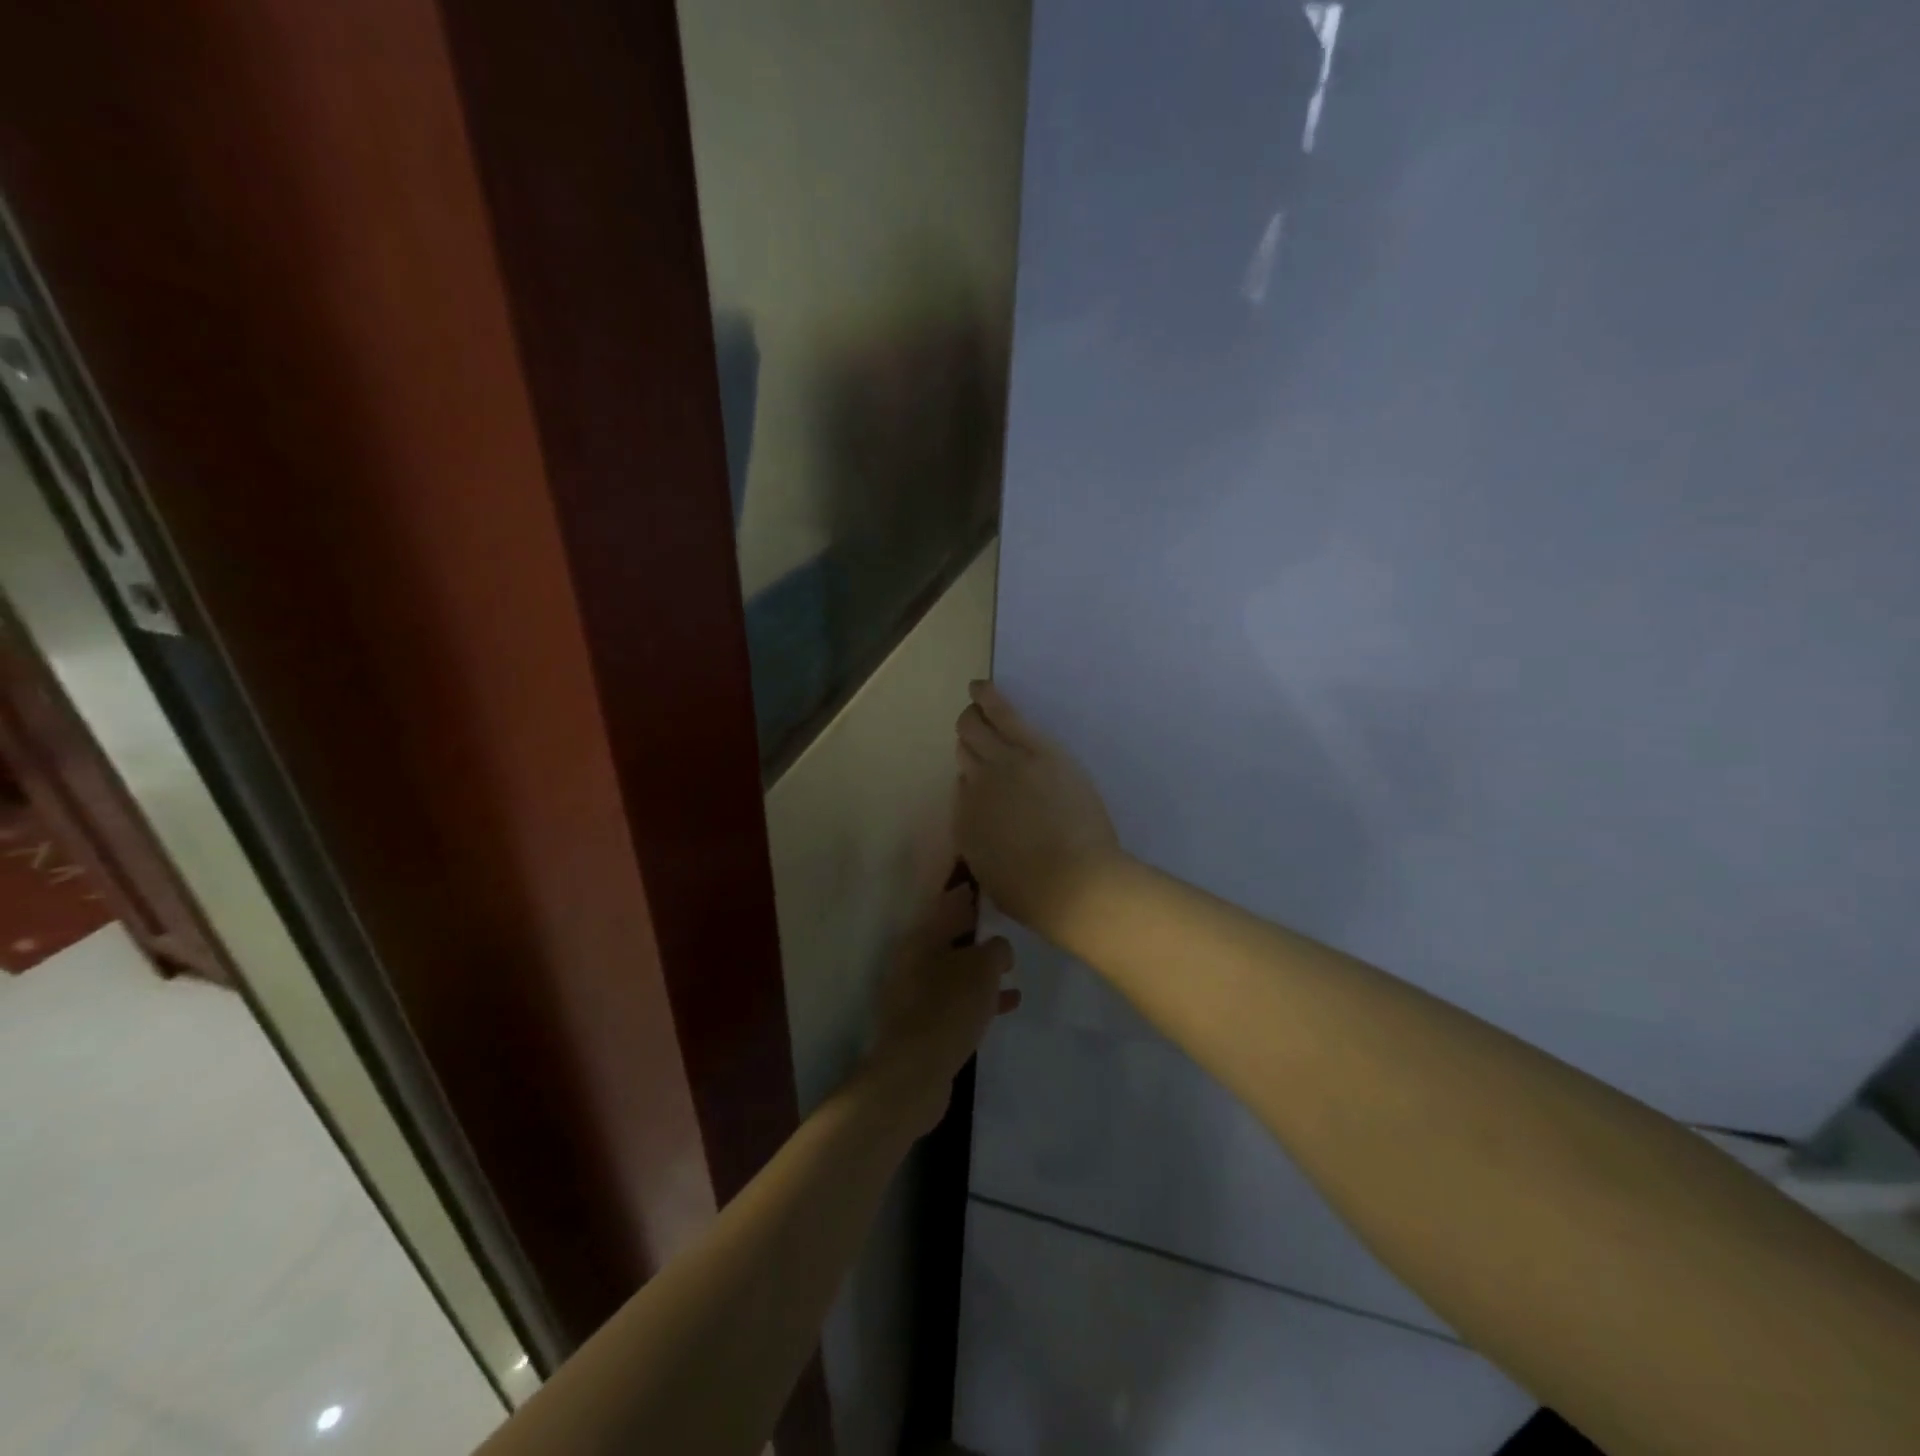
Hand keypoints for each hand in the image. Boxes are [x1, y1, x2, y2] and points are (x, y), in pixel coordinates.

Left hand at [863, 881, 1019, 1137]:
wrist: (914, 1073)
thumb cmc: (948, 1007)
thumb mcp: (982, 968)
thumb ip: (995, 949)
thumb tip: (997, 948)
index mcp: (921, 938)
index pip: (948, 904)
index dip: (969, 894)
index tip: (988, 885)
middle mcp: (913, 960)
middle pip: (949, 936)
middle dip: (976, 931)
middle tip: (1005, 923)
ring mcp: (915, 994)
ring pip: (954, 970)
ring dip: (980, 967)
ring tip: (1012, 966)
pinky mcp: (924, 1024)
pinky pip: (957, 1000)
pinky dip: (979, 997)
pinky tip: (1008, 1003)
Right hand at [955, 681, 1122, 940]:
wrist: (1074, 884)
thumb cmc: (1037, 894)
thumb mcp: (993, 876)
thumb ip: (983, 844)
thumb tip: (988, 821)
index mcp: (965, 823)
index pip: (962, 789)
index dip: (973, 781)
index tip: (986, 780)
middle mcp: (975, 788)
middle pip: (966, 753)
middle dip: (968, 742)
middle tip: (976, 734)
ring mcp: (1003, 765)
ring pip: (977, 730)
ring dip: (973, 717)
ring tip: (974, 701)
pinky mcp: (1034, 750)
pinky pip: (1004, 715)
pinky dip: (989, 698)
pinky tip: (980, 686)